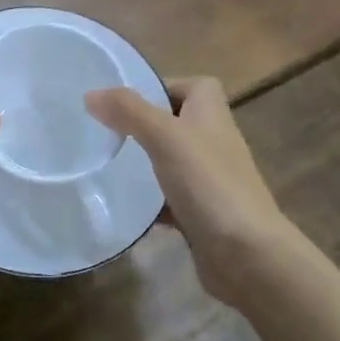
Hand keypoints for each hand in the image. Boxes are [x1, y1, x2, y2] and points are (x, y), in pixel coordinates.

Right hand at [86, 77, 296, 309]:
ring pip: (169, 161)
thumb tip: (92, 94)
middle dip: (142, 126)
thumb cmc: (209, 183)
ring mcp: (209, 179)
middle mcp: (213, 140)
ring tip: (105, 165)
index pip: (190, 86)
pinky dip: (149, 202)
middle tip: (104, 133)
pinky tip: (123, 206)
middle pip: (175, 122)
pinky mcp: (201, 212)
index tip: (124, 101)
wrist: (247, 254)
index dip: (160, 87)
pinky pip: (169, 199)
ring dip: (142, 164)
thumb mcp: (165, 136)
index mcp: (212, 113)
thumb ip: (129, 111)